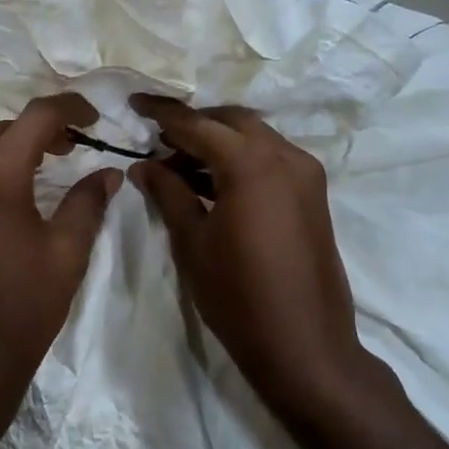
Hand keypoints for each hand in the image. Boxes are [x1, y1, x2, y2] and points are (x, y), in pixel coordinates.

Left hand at [0, 94, 121, 423]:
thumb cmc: (23, 309)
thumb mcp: (67, 254)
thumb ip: (88, 203)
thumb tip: (109, 172)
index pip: (33, 119)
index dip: (68, 109)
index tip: (94, 117)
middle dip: (37, 131)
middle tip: (71, 147)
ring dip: (6, 150)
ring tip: (38, 170)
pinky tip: (4, 201)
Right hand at [129, 95, 402, 428]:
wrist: (304, 346)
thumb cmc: (238, 296)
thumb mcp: (193, 243)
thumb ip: (169, 194)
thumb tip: (143, 164)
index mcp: (252, 164)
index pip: (198, 124)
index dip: (163, 113)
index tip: (134, 103)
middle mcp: (286, 157)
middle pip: (232, 121)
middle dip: (194, 124)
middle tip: (157, 141)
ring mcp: (306, 175)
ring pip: (255, 138)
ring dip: (218, 142)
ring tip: (178, 164)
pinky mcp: (314, 196)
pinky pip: (272, 159)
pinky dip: (241, 160)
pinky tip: (212, 183)